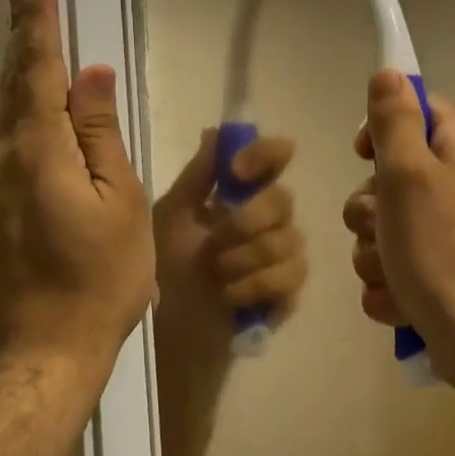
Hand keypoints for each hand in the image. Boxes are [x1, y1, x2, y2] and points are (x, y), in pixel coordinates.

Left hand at [0, 0, 155, 371]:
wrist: (42, 352)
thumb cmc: (99, 279)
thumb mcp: (120, 202)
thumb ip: (102, 135)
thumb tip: (92, 78)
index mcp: (37, 151)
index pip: (36, 70)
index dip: (37, 24)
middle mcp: (0, 160)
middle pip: (11, 86)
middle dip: (21, 37)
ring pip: (5, 116)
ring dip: (19, 74)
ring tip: (32, 40)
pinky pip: (6, 145)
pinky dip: (20, 113)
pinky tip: (35, 112)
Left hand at [153, 129, 306, 337]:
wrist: (165, 325)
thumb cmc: (164, 265)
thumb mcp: (172, 215)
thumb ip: (198, 176)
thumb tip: (216, 130)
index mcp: (241, 194)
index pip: (273, 158)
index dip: (265, 155)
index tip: (236, 172)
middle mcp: (268, 219)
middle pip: (283, 199)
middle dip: (245, 221)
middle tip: (213, 243)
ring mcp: (282, 256)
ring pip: (289, 240)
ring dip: (244, 259)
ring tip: (215, 275)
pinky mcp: (287, 292)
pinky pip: (290, 276)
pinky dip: (254, 286)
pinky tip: (228, 297)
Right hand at [343, 71, 454, 388]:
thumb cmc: (443, 251)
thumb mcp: (409, 175)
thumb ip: (395, 122)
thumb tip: (390, 71)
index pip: (416, 110)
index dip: (381, 131)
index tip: (363, 155)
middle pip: (389, 175)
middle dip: (370, 210)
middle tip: (383, 229)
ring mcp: (451, 232)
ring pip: (383, 227)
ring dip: (375, 253)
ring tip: (396, 274)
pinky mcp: (440, 272)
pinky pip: (393, 265)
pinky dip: (390, 284)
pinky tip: (403, 300)